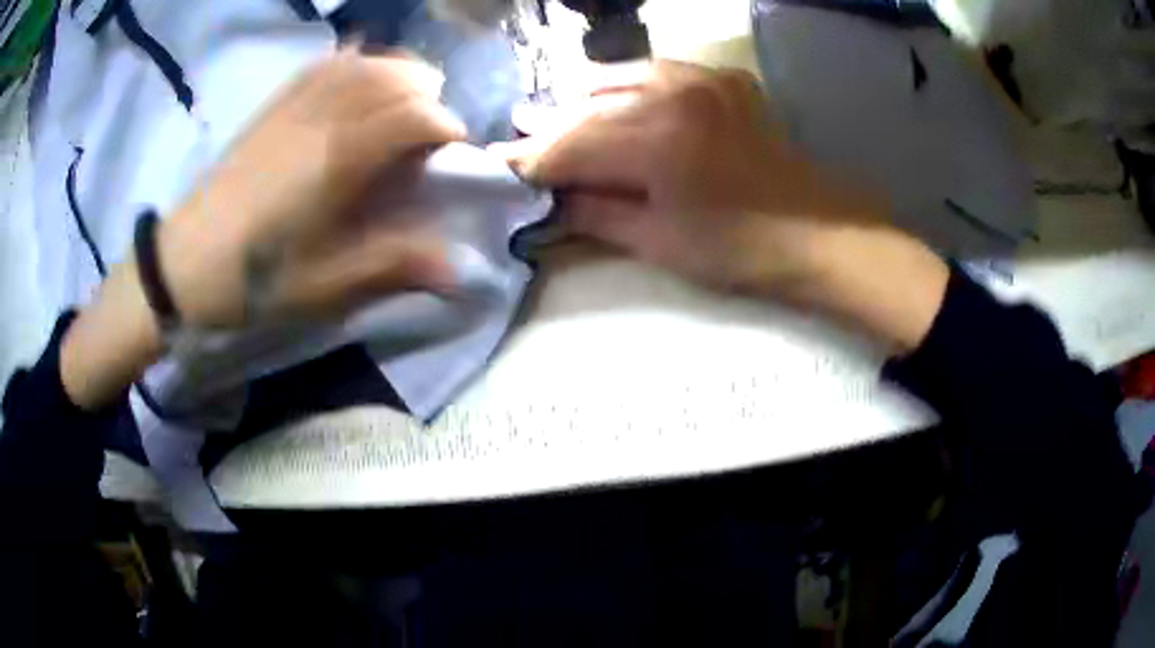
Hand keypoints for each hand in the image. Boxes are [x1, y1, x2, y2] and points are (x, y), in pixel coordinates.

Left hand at [160, 50, 466, 327]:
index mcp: (337, 158)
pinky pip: (323, 65)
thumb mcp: (322, 286)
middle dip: (428, 95)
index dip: (444, 126)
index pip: (412, 115)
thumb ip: (390, 266)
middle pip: (394, 78)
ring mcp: (294, 105)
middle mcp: (322, 117)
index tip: (452, 152)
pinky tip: (360, 71)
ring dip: (397, 72)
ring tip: (406, 97)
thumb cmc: (252, 278)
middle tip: (432, 128)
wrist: (183, 263)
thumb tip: (457, 272)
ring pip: (363, 63)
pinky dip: (354, 61)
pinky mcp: (273, 106)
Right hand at [504, 60, 947, 353]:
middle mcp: (676, 94)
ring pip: (621, 77)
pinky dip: (627, 81)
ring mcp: (704, 79)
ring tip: (553, 107)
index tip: (500, 166)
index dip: (532, 158)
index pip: (572, 144)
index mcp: (659, 141)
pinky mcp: (724, 79)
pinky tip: (609, 91)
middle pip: (591, 106)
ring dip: (583, 95)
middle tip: (517, 132)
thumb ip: (596, 213)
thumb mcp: (660, 242)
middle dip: (551, 124)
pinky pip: (660, 70)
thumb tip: (548, 202)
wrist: (817, 232)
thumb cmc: (741, 249)